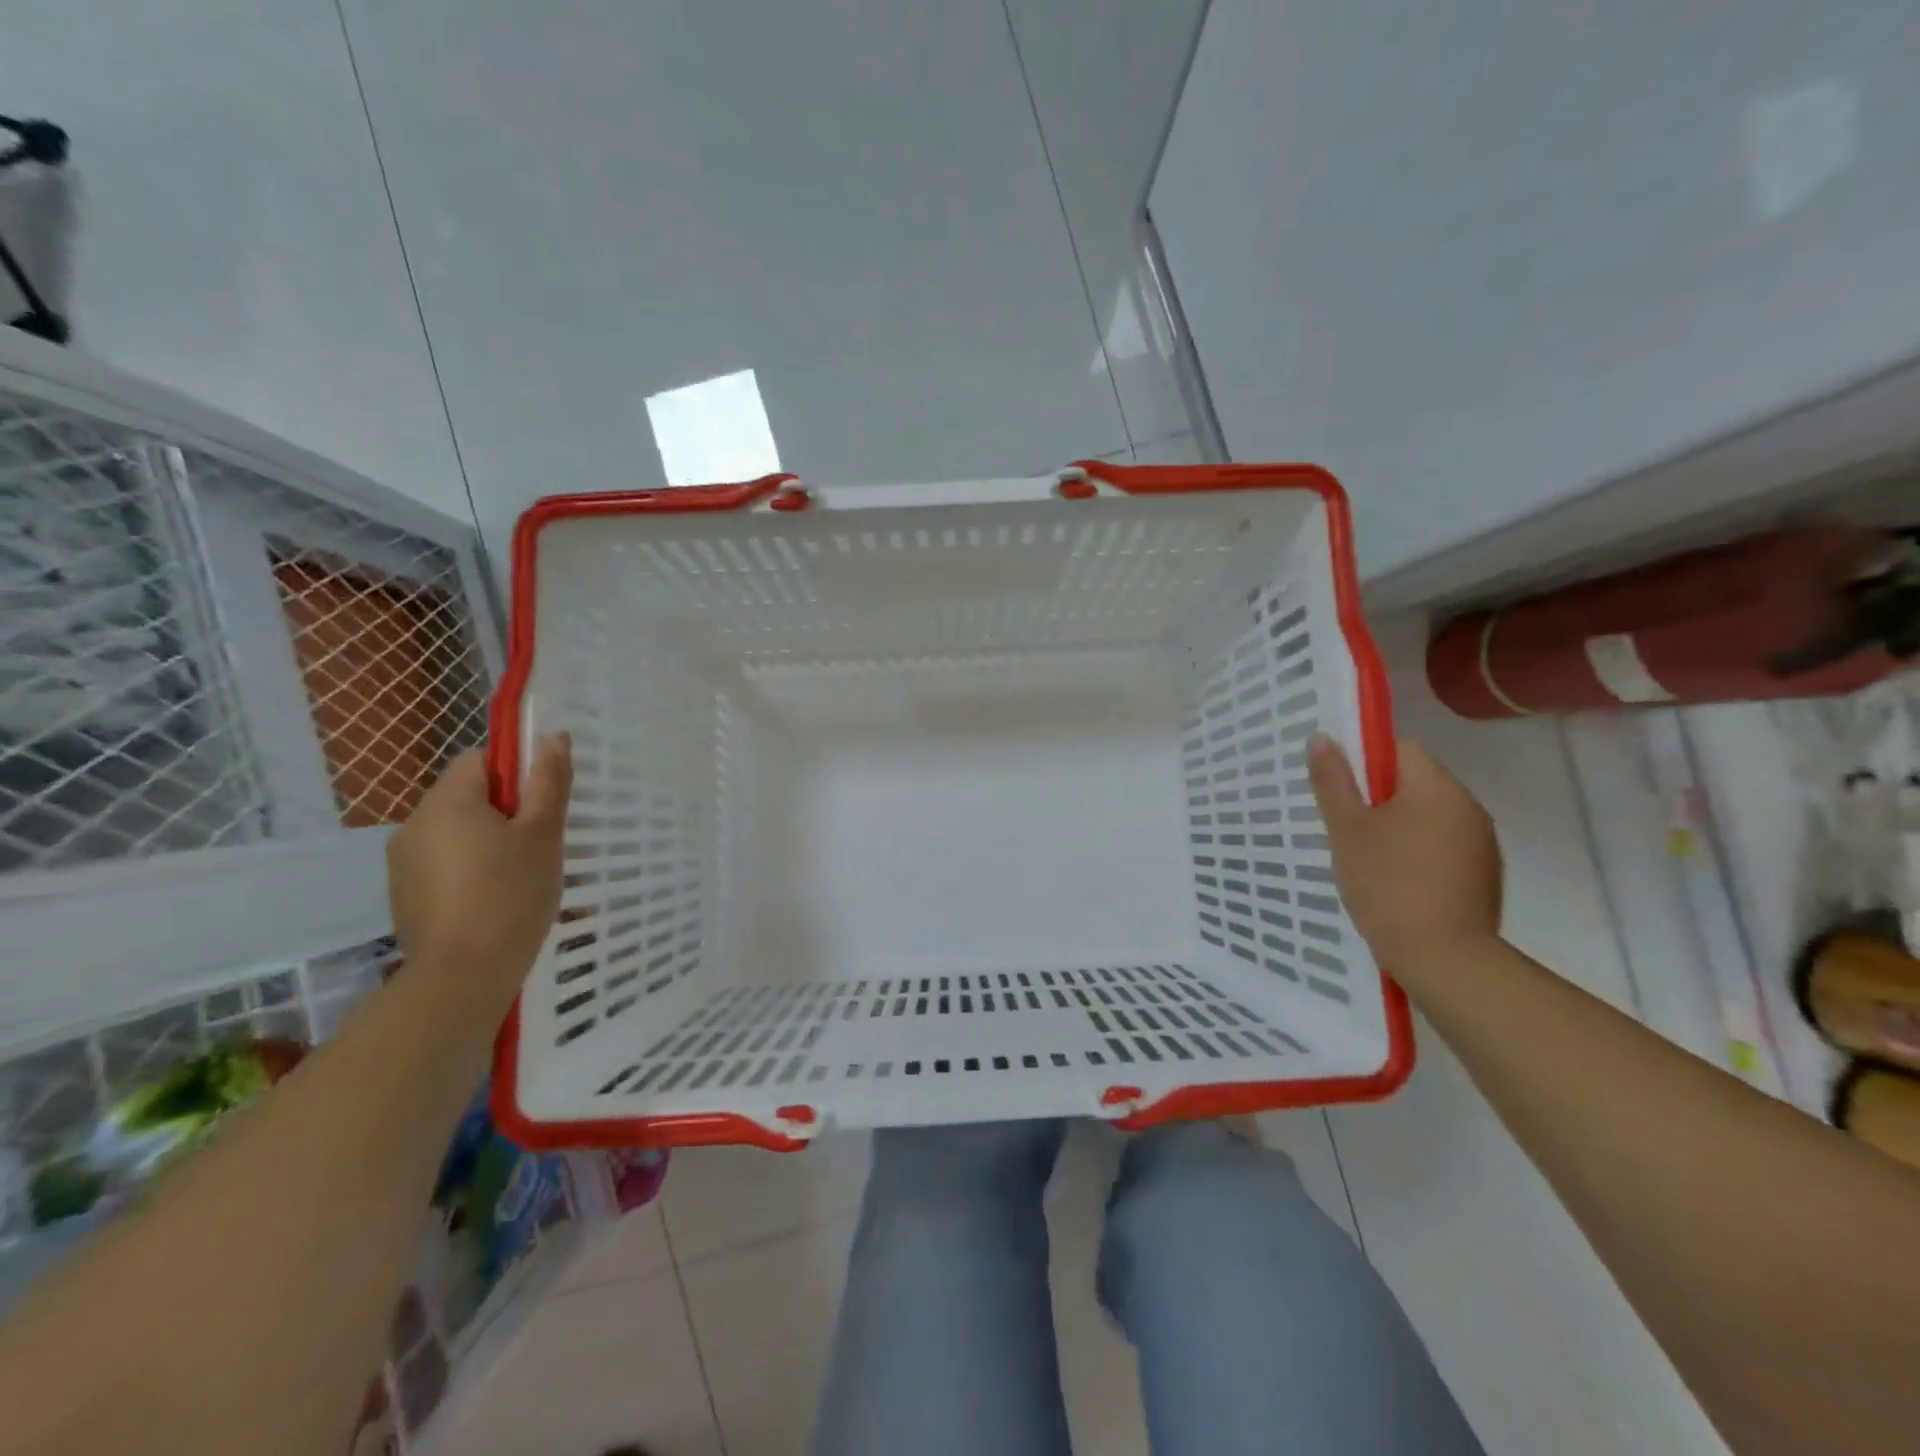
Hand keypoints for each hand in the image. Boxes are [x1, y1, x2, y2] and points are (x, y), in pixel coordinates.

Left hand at [387, 736, 571, 993]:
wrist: (463, 975)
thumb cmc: (511, 894)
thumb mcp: (543, 834)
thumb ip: (548, 783)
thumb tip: (553, 736)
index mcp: (448, 801)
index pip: (479, 759)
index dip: (514, 773)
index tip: (539, 804)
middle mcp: (415, 823)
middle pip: (465, 795)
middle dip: (503, 810)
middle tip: (538, 843)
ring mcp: (403, 861)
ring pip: (454, 830)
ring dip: (485, 840)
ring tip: (518, 876)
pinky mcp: (403, 893)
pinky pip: (441, 861)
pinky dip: (467, 868)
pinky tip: (491, 900)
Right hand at [1308, 735, 1501, 969]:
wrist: (1442, 957)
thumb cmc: (1386, 883)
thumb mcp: (1346, 829)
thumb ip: (1332, 780)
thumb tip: (1322, 737)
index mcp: (1436, 786)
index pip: (1399, 748)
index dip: (1364, 760)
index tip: (1339, 789)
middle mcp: (1468, 805)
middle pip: (1415, 782)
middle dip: (1378, 797)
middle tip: (1344, 826)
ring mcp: (1481, 842)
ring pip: (1429, 816)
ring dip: (1399, 826)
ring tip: (1367, 858)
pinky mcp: (1484, 874)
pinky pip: (1444, 845)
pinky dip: (1418, 852)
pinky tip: (1396, 882)